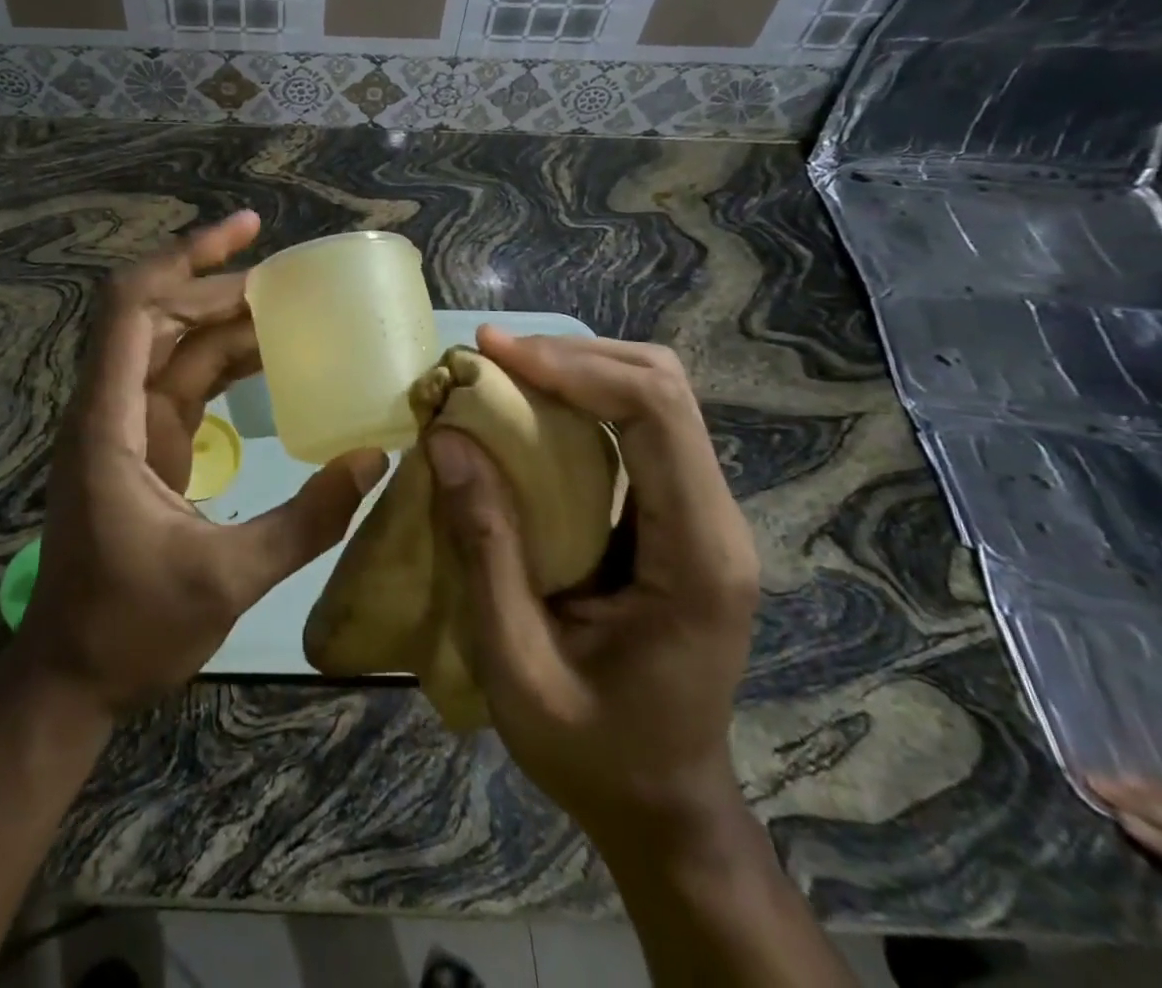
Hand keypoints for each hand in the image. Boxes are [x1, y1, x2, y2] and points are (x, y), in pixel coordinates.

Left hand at [16, 212, 387, 719]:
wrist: (72, 678)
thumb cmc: (131, 628)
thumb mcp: (227, 579)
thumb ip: (306, 521)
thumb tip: (374, 461)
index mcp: (110, 422)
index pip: (133, 308)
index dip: (184, 258)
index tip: (244, 232)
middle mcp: (111, 408)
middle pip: (156, 314)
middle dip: (217, 285)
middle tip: (290, 281)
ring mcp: (127, 426)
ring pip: (173, 346)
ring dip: (223, 321)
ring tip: (289, 308)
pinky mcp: (146, 447)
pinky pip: (184, 383)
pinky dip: (223, 362)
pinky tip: (269, 358)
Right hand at [427, 327, 759, 838]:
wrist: (664, 808)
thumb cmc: (593, 752)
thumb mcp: (517, 664)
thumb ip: (485, 548)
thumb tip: (447, 439)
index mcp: (697, 555)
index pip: (656, 412)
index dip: (573, 366)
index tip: (492, 354)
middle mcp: (715, 519)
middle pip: (661, 385)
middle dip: (571, 355)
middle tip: (489, 358)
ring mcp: (701, 514)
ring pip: (651, 396)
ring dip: (573, 369)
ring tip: (499, 374)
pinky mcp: (676, 517)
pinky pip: (636, 428)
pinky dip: (578, 401)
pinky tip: (526, 412)